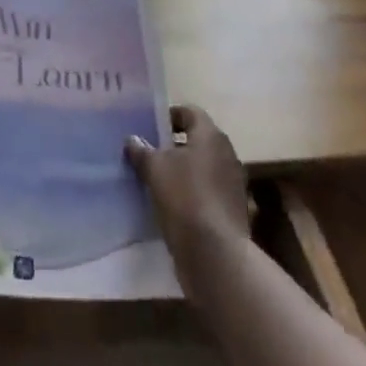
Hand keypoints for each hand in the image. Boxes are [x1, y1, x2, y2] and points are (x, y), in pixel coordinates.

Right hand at [126, 105, 250, 268]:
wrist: (215, 253)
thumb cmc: (184, 197)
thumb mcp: (154, 169)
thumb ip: (142, 151)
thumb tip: (132, 139)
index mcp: (211, 136)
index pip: (190, 112)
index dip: (169, 115)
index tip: (149, 126)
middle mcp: (227, 154)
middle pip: (198, 140)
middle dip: (174, 145)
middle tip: (149, 152)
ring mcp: (233, 184)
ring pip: (203, 167)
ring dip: (183, 170)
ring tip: (157, 179)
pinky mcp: (233, 210)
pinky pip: (208, 191)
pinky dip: (192, 193)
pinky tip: (173, 204)